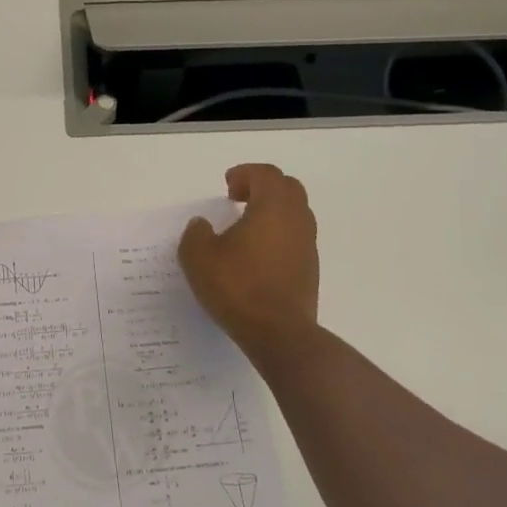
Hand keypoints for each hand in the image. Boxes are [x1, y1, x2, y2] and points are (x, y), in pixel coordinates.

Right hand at [179, 164, 319, 360]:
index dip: (245, 173)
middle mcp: (297, 219)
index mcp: (273, 207)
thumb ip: (196, 234)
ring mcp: (308, 244)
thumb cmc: (238, 287)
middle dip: (263, 187)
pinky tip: (257, 254)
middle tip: (239, 199)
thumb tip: (202, 225)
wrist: (279, 333)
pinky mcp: (310, 268)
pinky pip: (296, 237)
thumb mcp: (198, 258)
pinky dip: (278, 234)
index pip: (266, 174)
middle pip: (287, 188)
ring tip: (246, 227)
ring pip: (295, 213)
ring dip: (272, 211)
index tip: (227, 187)